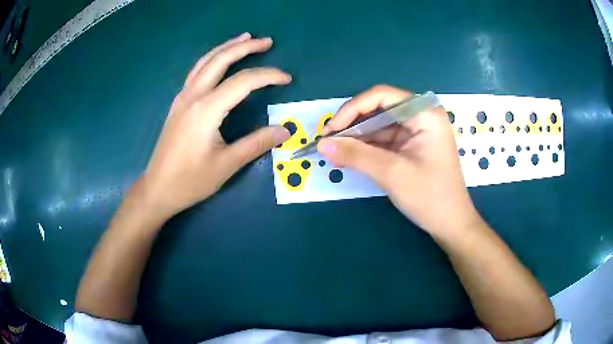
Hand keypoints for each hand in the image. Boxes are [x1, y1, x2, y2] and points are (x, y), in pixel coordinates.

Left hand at [141, 33, 290, 216]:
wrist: (158, 188)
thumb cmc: (191, 180)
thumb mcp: (227, 164)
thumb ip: (257, 143)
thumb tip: (285, 130)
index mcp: (206, 110)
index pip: (243, 81)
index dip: (268, 76)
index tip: (287, 79)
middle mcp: (193, 96)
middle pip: (221, 60)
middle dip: (245, 47)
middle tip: (267, 41)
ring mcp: (182, 97)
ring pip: (205, 61)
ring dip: (227, 47)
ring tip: (245, 38)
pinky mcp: (178, 103)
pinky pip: (197, 71)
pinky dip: (212, 59)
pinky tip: (219, 60)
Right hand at [318, 85, 479, 235]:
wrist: (450, 224)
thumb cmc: (429, 197)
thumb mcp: (391, 173)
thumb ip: (355, 155)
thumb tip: (322, 144)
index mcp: (424, 113)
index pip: (381, 96)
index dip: (352, 108)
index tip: (331, 129)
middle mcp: (421, 116)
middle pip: (379, 109)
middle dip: (352, 125)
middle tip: (328, 142)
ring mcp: (417, 131)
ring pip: (379, 125)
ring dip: (356, 138)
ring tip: (334, 152)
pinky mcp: (412, 145)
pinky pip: (384, 140)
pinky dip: (366, 148)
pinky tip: (349, 157)